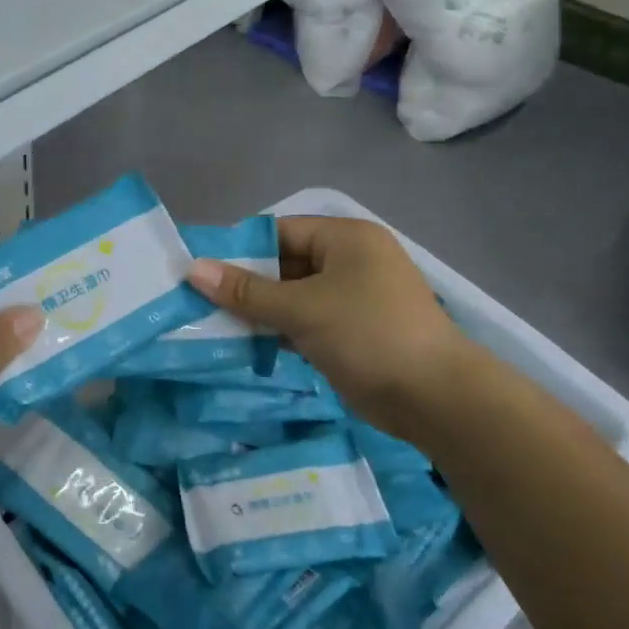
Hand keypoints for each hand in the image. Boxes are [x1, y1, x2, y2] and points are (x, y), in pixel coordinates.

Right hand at [186, 216, 476, 440]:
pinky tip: (247, 344)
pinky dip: (280, 331)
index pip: (280, 231)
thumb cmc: (367, 334)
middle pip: (285, 264)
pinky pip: (306, 322)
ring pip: (293, 296)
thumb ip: (246, 291)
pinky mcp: (352, 331)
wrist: (434, 397)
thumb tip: (193, 269)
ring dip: (260, 311)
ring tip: (213, 324)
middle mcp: (350, 260)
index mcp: (345, 238)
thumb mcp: (302, 308)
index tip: (201, 271)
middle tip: (200, 302)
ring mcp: (353, 298)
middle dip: (246, 284)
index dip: (239, 249)